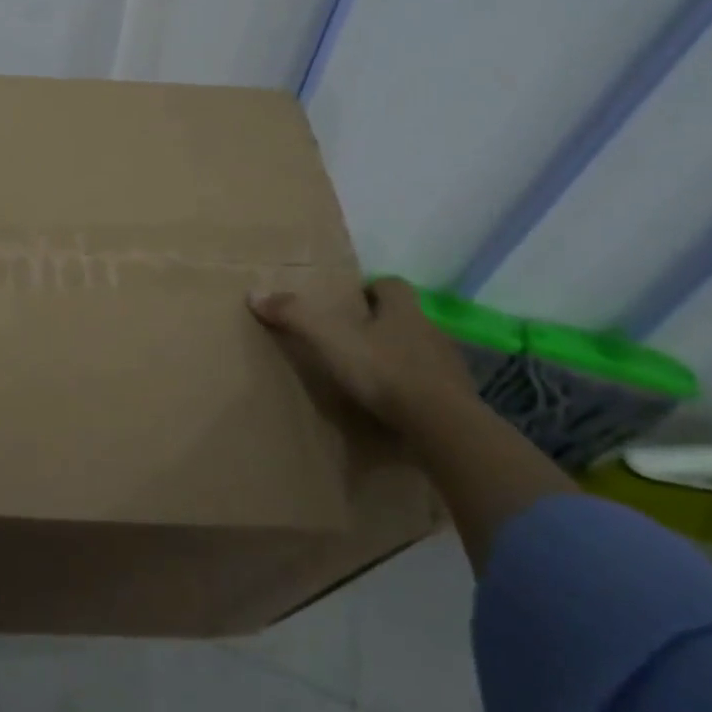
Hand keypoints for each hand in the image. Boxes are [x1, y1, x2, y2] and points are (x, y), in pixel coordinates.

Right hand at [248, 277, 473, 429]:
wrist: (443, 426)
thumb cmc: (384, 370)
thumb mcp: (329, 338)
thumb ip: (294, 315)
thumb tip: (254, 293)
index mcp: (403, 309)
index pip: (392, 285)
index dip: (372, 289)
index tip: (350, 302)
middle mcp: (431, 330)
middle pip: (406, 318)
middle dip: (383, 325)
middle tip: (352, 339)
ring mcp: (449, 368)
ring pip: (420, 353)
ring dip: (399, 359)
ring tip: (371, 376)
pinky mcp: (457, 402)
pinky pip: (431, 389)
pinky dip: (413, 393)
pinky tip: (393, 407)